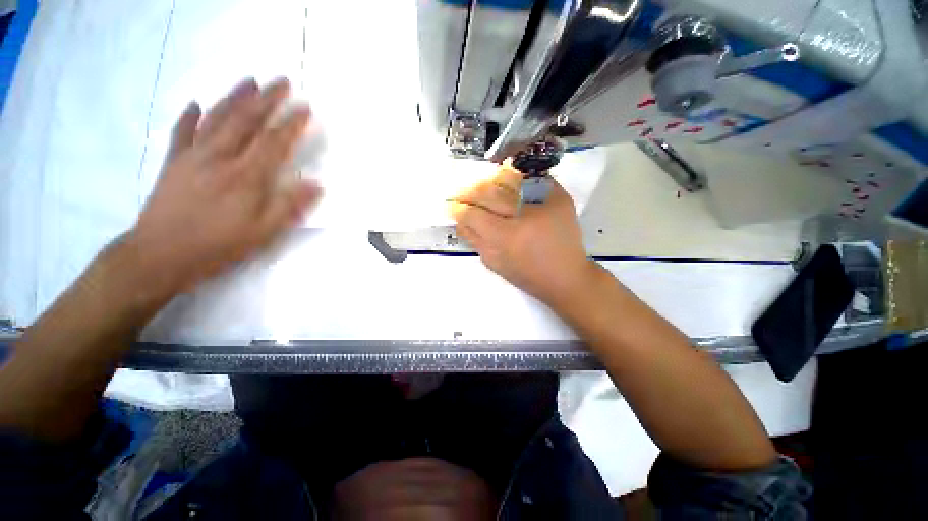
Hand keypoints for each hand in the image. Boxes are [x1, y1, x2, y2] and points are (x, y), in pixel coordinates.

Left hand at [127, 78, 320, 295]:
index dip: (292, 124)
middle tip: (282, 81)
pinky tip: (195, 104)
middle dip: (267, 98)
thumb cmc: (218, 245)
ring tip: (249, 80)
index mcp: (246, 176)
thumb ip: (290, 205)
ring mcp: (193, 156)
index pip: (274, 142)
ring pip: (216, 118)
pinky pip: (181, 132)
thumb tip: (317, 185)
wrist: (161, 255)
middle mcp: (220, 157)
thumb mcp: (264, 232)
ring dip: (234, 97)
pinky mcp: (174, 163)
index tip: (306, 108)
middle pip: (246, 120)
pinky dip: (189, 116)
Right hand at [448, 164, 592, 304]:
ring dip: (490, 181)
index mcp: (506, 238)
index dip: (459, 209)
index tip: (452, 207)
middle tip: (462, 194)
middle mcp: (523, 215)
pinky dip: (516, 177)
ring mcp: (544, 201)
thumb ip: (473, 239)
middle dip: (469, 192)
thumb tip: (459, 219)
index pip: (473, 214)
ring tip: (483, 188)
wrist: (567, 275)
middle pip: (488, 192)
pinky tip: (507, 183)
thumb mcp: (494, 262)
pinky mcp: (559, 195)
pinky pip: (531, 177)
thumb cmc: (527, 274)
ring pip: (508, 178)